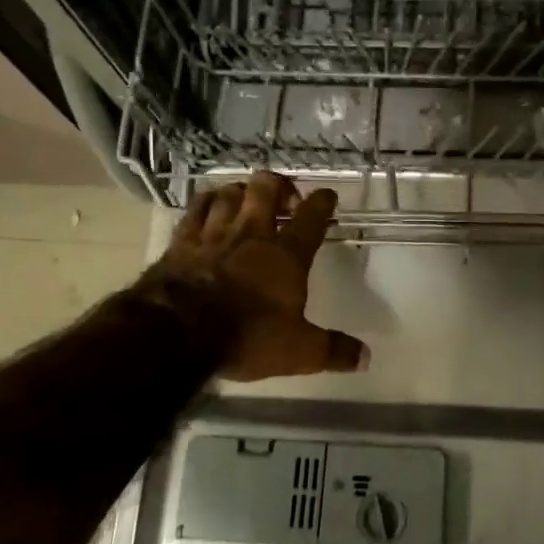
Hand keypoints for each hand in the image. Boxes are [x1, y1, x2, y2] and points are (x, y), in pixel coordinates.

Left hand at [133, 172, 367, 382]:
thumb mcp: (299, 351)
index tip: (328, 196)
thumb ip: (333, 350)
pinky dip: (206, 202)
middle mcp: (251, 234)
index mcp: (286, 255)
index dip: (322, 203)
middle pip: (266, 190)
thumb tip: (366, 357)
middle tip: (285, 196)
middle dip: (279, 185)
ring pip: (229, 193)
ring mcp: (213, 234)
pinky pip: (195, 209)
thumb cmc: (246, 336)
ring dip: (242, 191)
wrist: (177, 332)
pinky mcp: (181, 242)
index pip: (311, 218)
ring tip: (247, 197)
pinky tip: (209, 204)